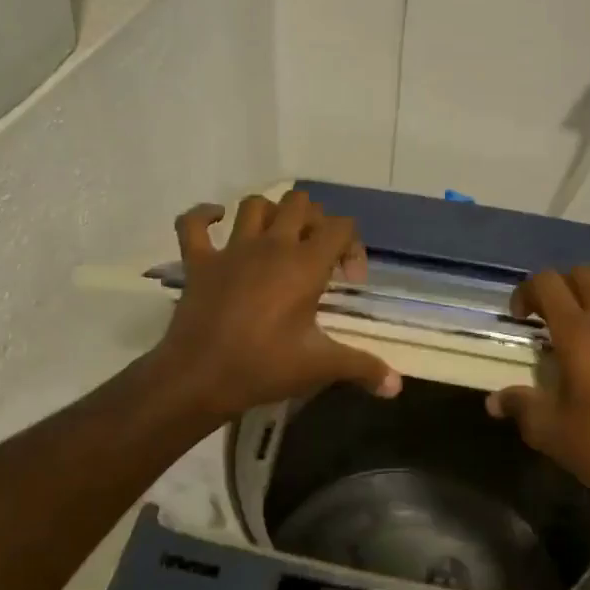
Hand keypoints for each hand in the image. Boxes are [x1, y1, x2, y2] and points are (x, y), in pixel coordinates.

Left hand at [151, 191, 400, 421]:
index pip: (340, 226)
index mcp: (304, 264)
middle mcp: (271, 245)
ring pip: (254, 205)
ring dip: (270, 214)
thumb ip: (363, 368)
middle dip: (314, 221)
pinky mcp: (198, 262)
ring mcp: (231, 250)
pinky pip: (192, 223)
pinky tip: (216, 221)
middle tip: (316, 255)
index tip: (349, 281)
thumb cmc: (264, 367)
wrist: (199, 378)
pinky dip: (204, 216)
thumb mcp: (320, 366)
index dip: (352, 246)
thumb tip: (396, 386)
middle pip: (299, 203)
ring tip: (278, 238)